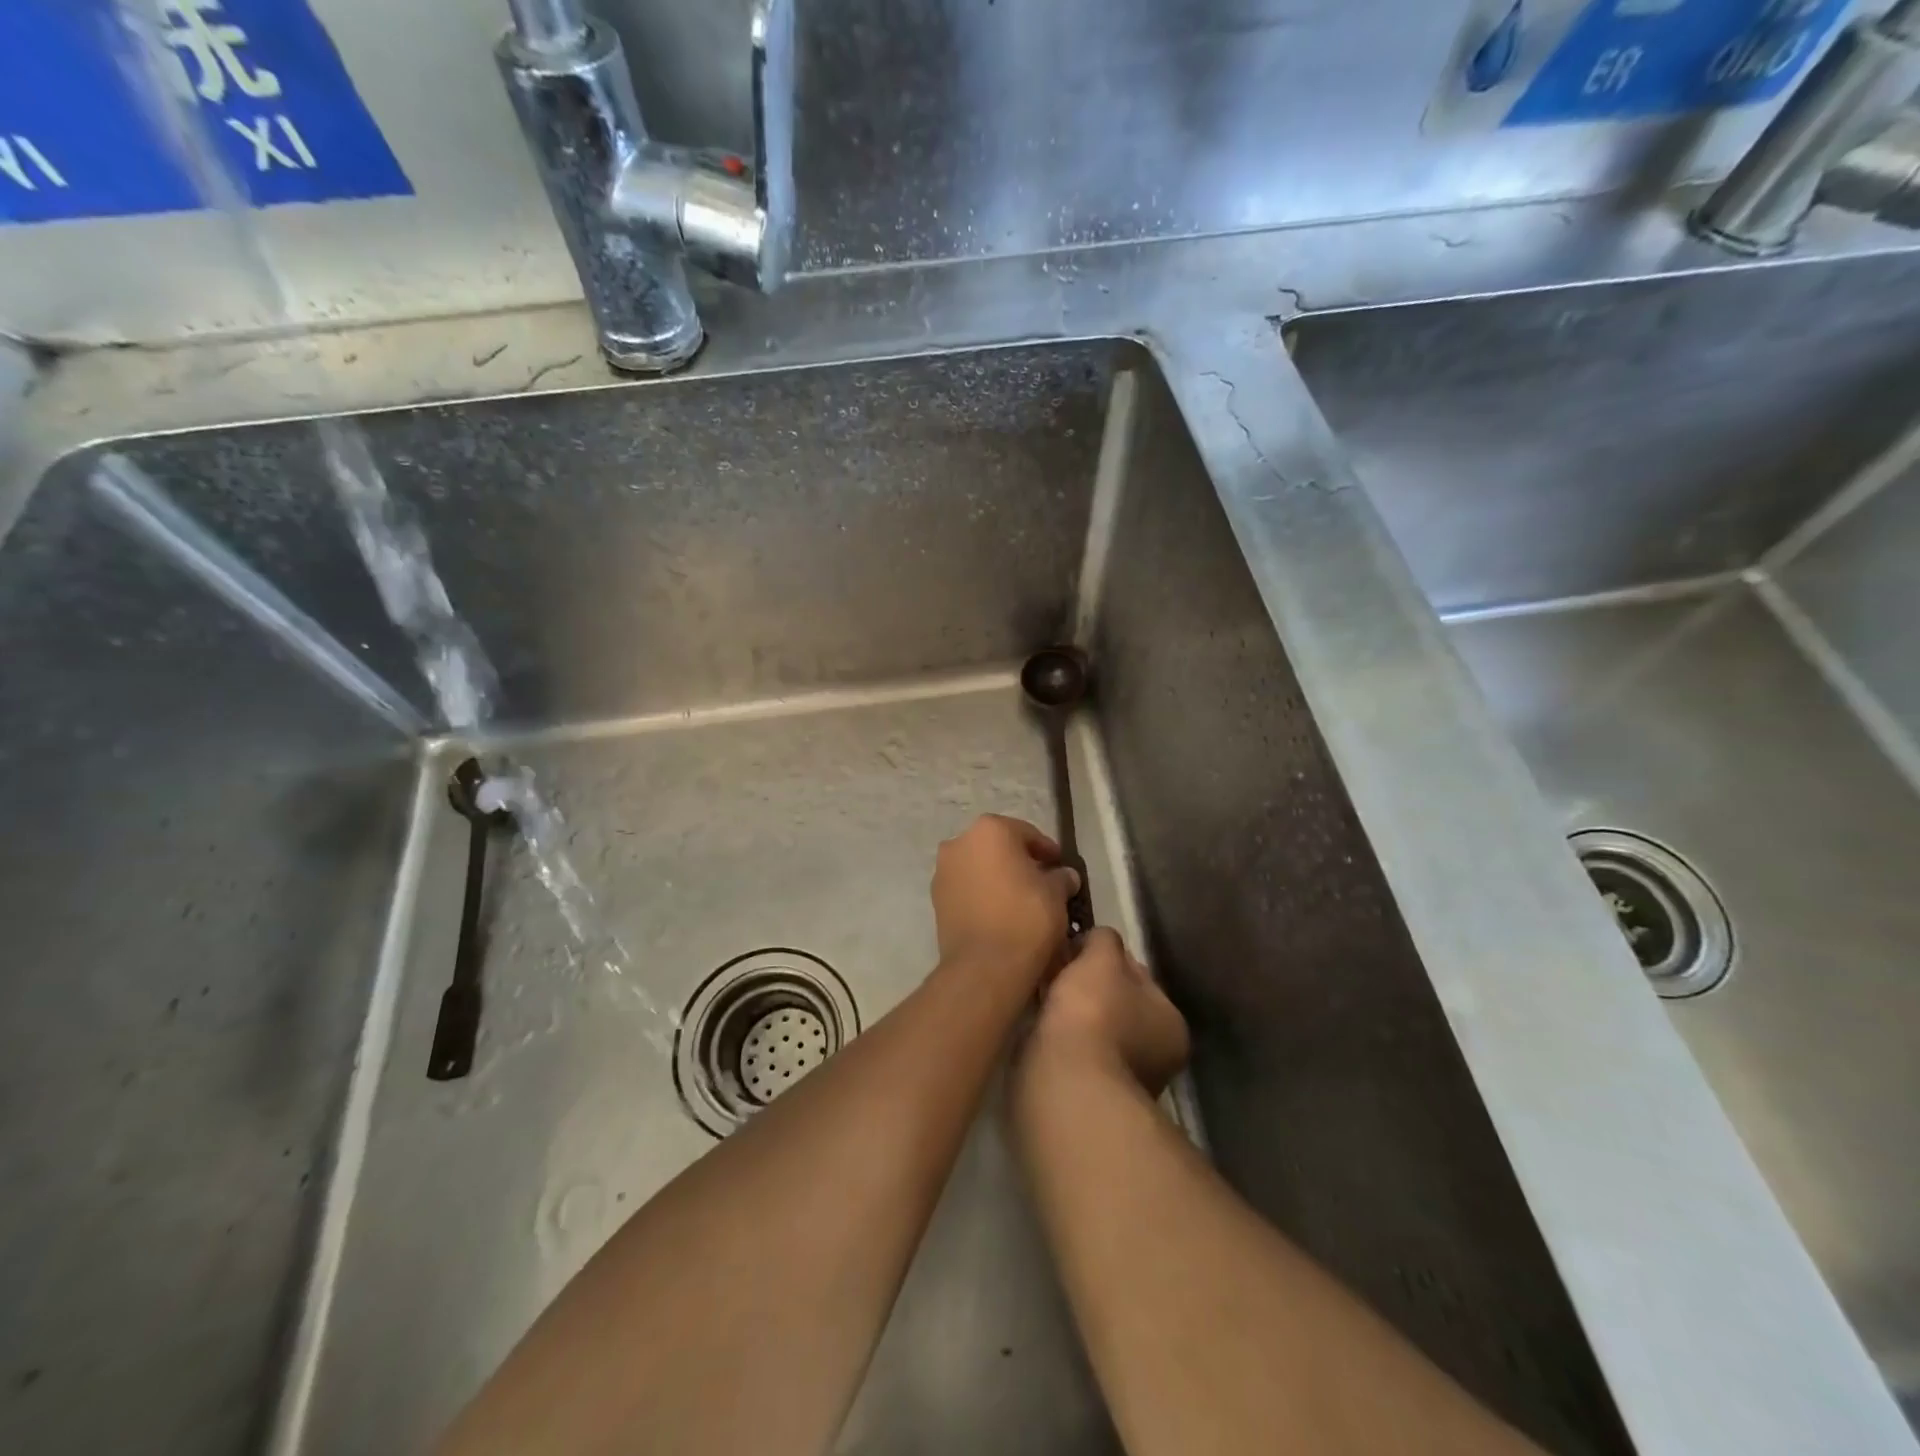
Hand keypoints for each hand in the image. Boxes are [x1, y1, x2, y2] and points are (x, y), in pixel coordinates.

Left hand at [932, 814, 1080, 986]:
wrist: (984, 966)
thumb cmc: (1025, 918)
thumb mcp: (1056, 894)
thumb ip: (1061, 877)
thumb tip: (1065, 875)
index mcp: (990, 829)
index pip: (1026, 833)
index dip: (1047, 851)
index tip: (1060, 867)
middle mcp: (959, 842)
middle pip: (998, 846)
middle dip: (1019, 861)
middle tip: (1042, 882)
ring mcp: (943, 870)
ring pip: (979, 866)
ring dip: (998, 877)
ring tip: (1021, 900)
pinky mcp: (935, 899)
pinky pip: (966, 888)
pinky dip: (982, 893)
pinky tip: (1000, 912)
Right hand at [1024, 927, 1189, 1094]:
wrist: (1065, 1084)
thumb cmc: (1094, 1014)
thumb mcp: (1102, 958)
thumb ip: (1104, 940)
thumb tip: (1097, 939)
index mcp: (1170, 1022)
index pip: (1138, 974)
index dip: (1106, 955)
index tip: (1074, 947)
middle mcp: (1155, 1056)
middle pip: (1116, 1003)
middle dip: (1088, 987)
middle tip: (1054, 969)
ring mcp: (1123, 1081)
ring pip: (1093, 1029)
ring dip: (1071, 1015)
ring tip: (1040, 995)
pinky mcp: (1089, 1096)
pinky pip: (1073, 1052)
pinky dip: (1058, 1039)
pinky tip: (1038, 1027)